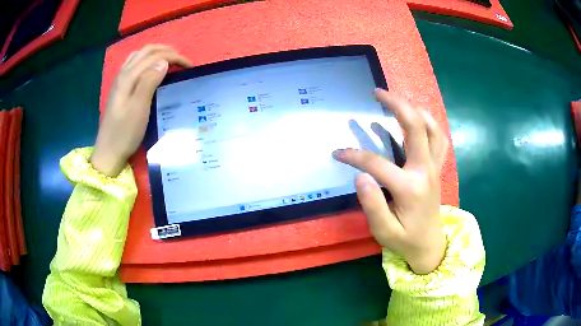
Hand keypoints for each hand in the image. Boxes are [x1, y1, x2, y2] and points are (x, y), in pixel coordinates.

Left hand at [91, 44, 191, 175]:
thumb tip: (164, 62)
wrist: (108, 151)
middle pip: (146, 51)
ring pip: (139, 55)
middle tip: (182, 60)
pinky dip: (146, 59)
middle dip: (167, 51)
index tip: (189, 66)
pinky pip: (134, 63)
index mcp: (128, 77)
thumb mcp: (139, 109)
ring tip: (169, 59)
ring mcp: (119, 79)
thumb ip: (149, 82)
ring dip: (156, 52)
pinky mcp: (119, 87)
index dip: (173, 57)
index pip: (154, 57)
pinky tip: (151, 68)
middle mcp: (123, 73)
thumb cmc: (125, 133)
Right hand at [333, 89, 447, 273]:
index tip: (337, 153)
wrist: (429, 244)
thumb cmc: (405, 239)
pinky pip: (439, 138)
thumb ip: (372, 205)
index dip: (354, 156)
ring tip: (397, 100)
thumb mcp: (383, 230)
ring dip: (415, 109)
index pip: (377, 164)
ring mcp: (434, 167)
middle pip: (415, 127)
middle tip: (377, 93)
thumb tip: (360, 175)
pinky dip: (429, 123)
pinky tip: (418, 117)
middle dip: (396, 105)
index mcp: (410, 188)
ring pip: (432, 128)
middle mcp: (425, 171)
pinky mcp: (437, 168)